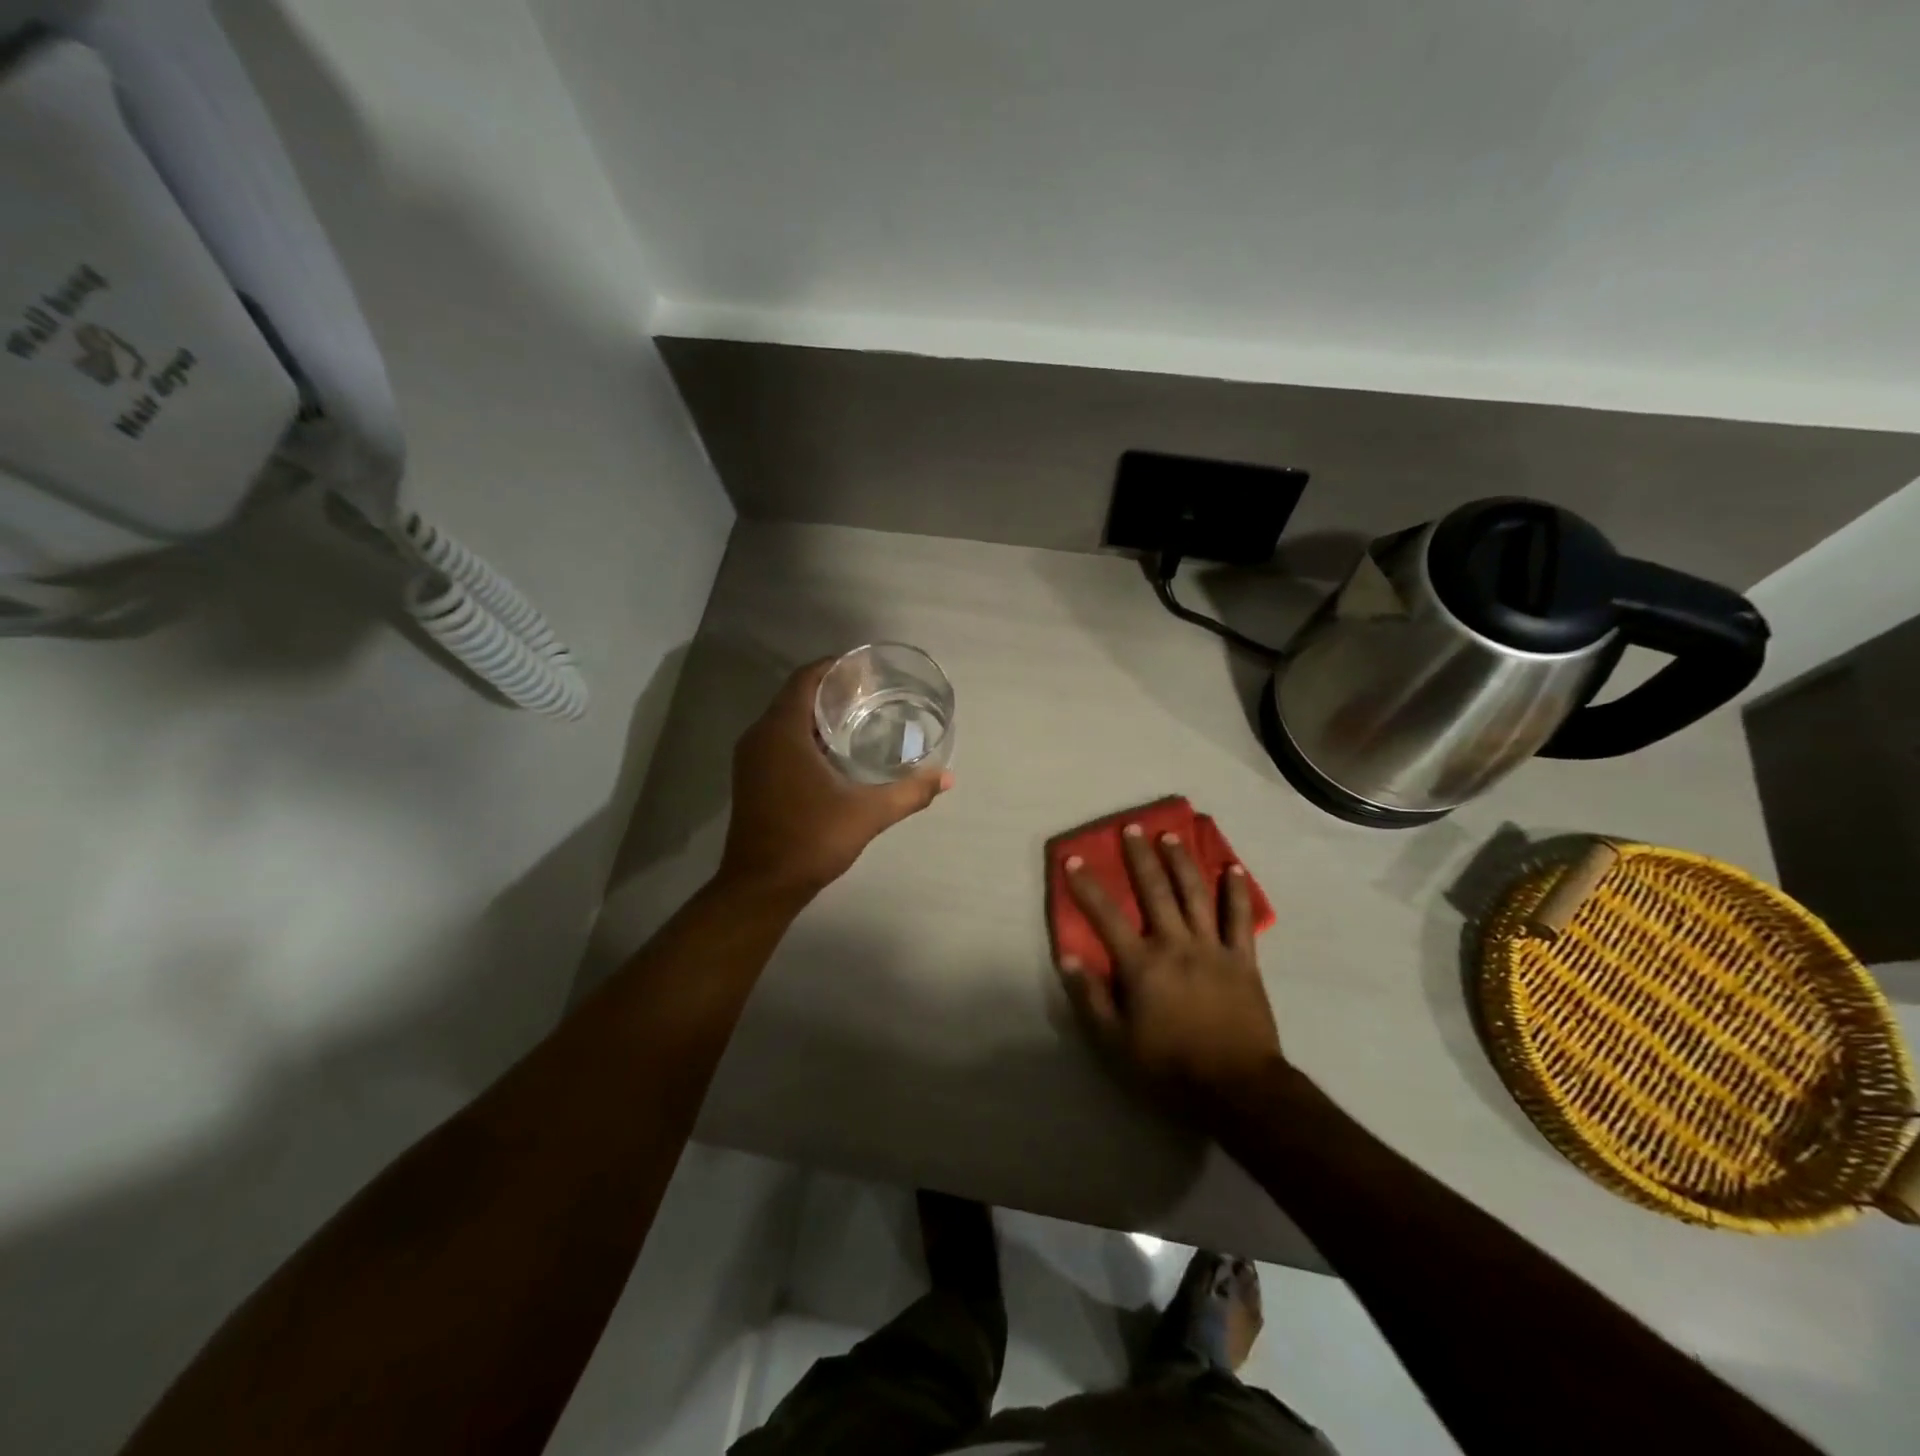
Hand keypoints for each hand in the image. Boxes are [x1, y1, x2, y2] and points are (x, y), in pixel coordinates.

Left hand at [717, 659, 951, 903]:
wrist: (761, 886)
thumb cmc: (810, 840)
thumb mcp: (868, 814)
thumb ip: (909, 792)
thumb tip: (946, 777)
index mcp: (782, 731)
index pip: (806, 678)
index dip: (835, 667)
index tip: (867, 670)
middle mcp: (760, 736)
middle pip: (796, 695)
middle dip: (832, 690)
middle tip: (873, 693)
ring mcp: (751, 758)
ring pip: (786, 719)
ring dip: (818, 714)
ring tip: (860, 717)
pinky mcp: (751, 777)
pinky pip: (778, 739)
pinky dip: (804, 735)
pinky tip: (834, 751)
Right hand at [1058, 823, 1283, 1119]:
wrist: (1237, 1087)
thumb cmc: (1170, 1066)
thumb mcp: (1116, 1042)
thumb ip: (1091, 997)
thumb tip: (1068, 956)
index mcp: (1142, 964)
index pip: (1106, 916)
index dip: (1087, 886)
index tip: (1073, 859)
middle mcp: (1175, 944)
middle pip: (1155, 891)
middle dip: (1140, 857)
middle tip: (1132, 827)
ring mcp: (1212, 948)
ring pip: (1195, 894)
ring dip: (1181, 862)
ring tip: (1171, 835)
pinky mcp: (1243, 960)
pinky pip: (1240, 919)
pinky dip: (1235, 892)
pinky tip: (1232, 869)